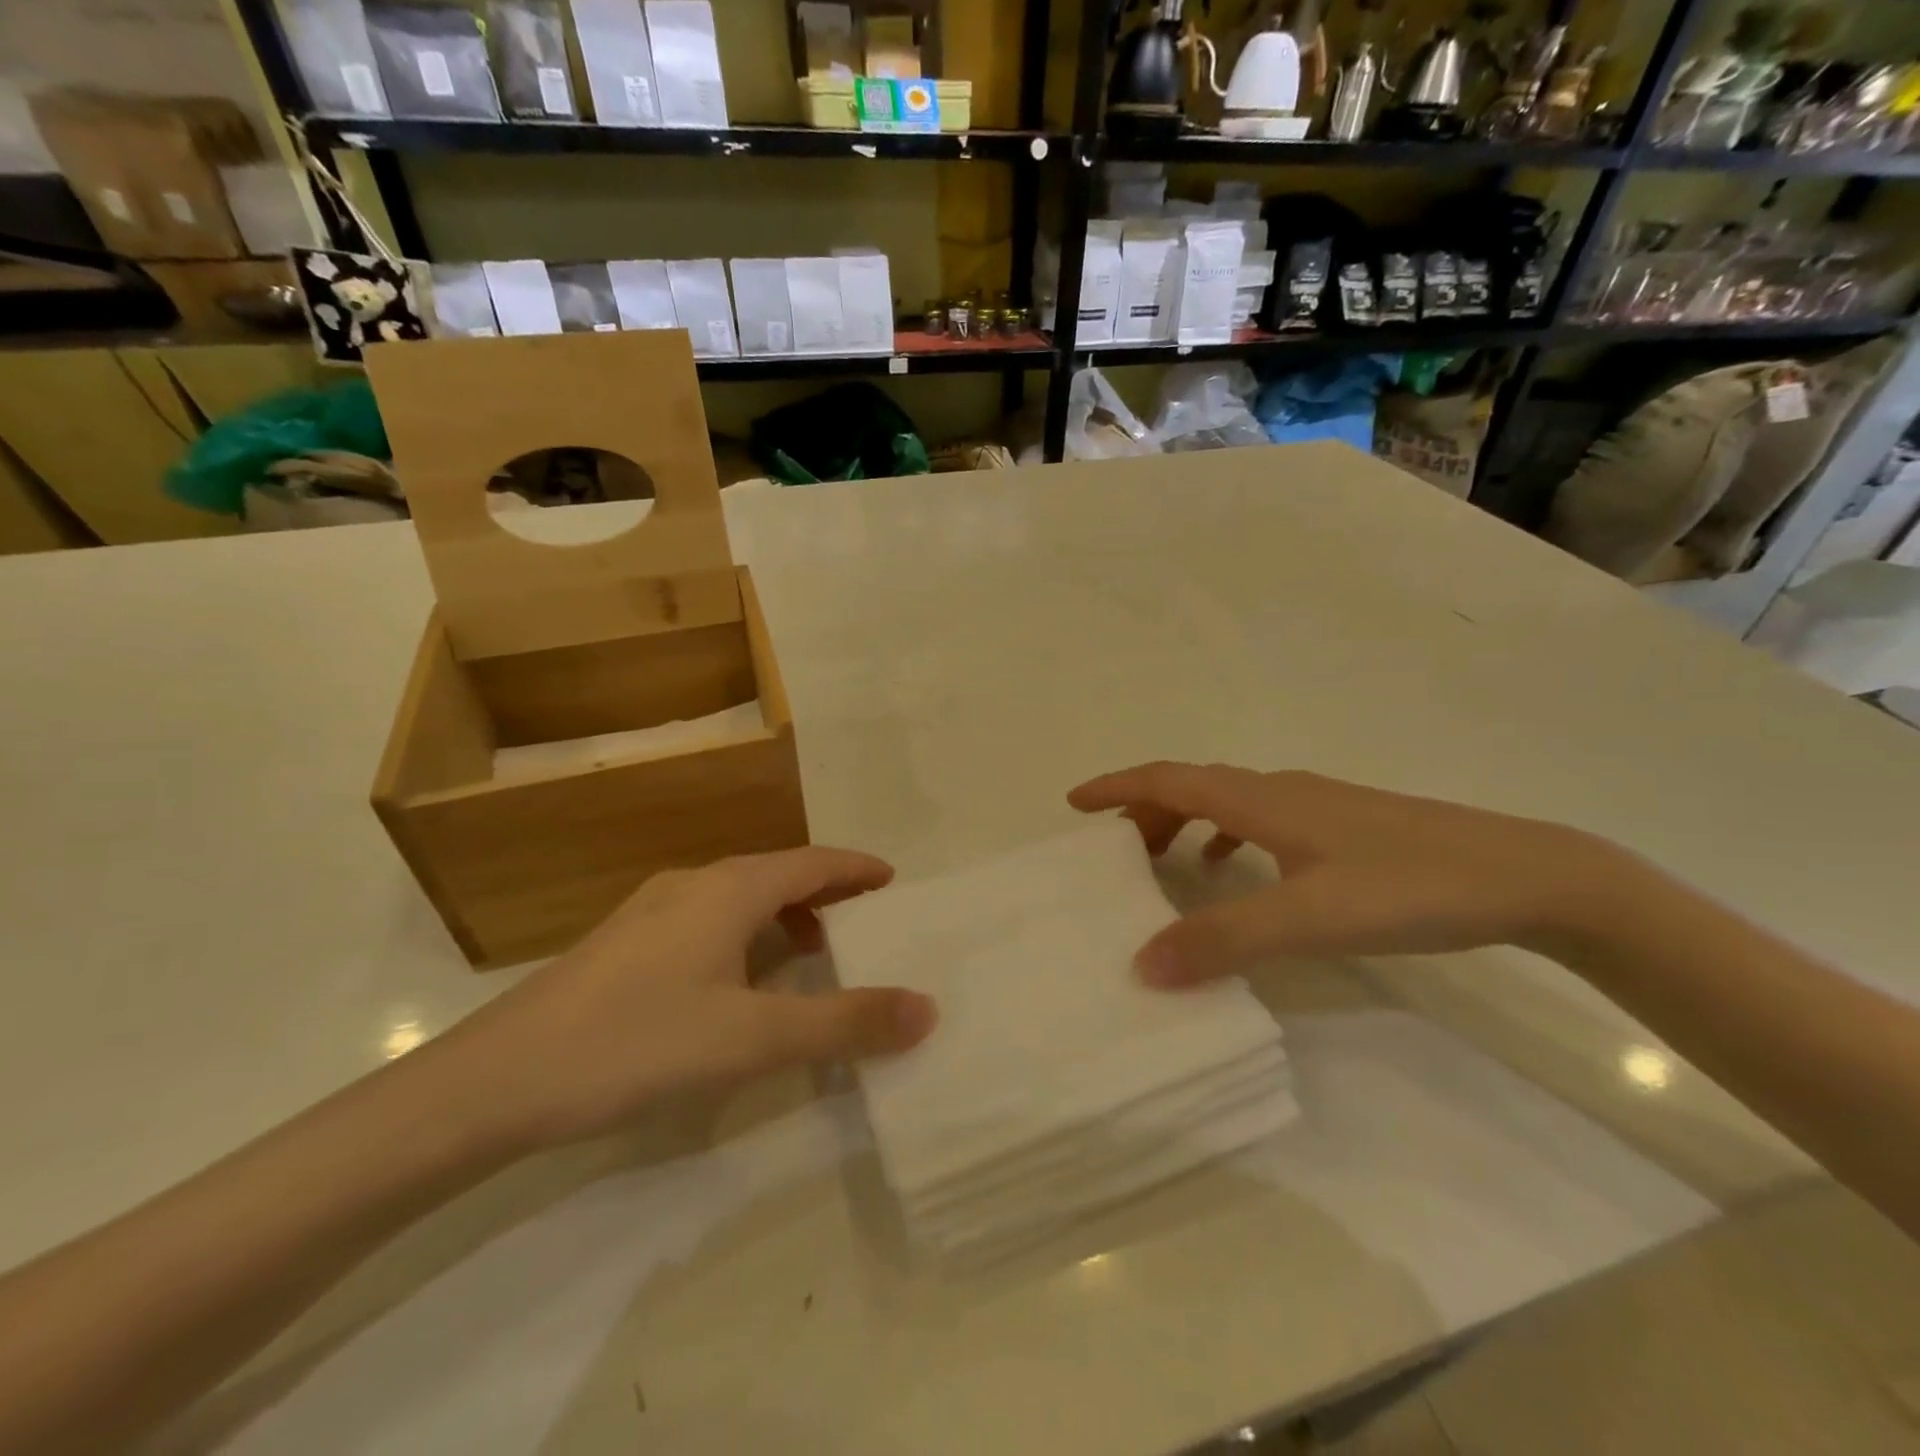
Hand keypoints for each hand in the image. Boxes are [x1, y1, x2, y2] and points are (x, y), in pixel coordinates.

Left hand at [431, 848, 937, 1151]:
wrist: (493, 1082)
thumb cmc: (636, 1043)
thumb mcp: (753, 1039)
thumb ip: (844, 1023)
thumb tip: (927, 1008)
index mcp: (730, 889)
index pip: (813, 861)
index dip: (857, 869)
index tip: (893, 881)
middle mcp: (693, 884)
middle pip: (777, 873)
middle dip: (826, 892)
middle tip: (865, 922)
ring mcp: (651, 911)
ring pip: (739, 897)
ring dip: (784, 916)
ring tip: (811, 953)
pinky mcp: (624, 944)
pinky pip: (708, 920)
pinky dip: (746, 935)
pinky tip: (738, 982)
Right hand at [1069, 762, 1621, 985]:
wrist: (1527, 875)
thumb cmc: (1410, 885)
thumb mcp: (1311, 918)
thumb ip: (1226, 939)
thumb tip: (1142, 963)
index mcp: (1262, 801)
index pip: (1170, 778)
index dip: (1118, 787)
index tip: (1074, 803)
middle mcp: (1281, 792)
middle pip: (1192, 785)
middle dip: (1143, 809)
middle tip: (1111, 849)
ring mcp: (1316, 807)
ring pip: (1226, 802)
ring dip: (1182, 821)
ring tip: (1159, 862)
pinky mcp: (1344, 828)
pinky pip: (1259, 821)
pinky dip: (1225, 837)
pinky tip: (1235, 873)